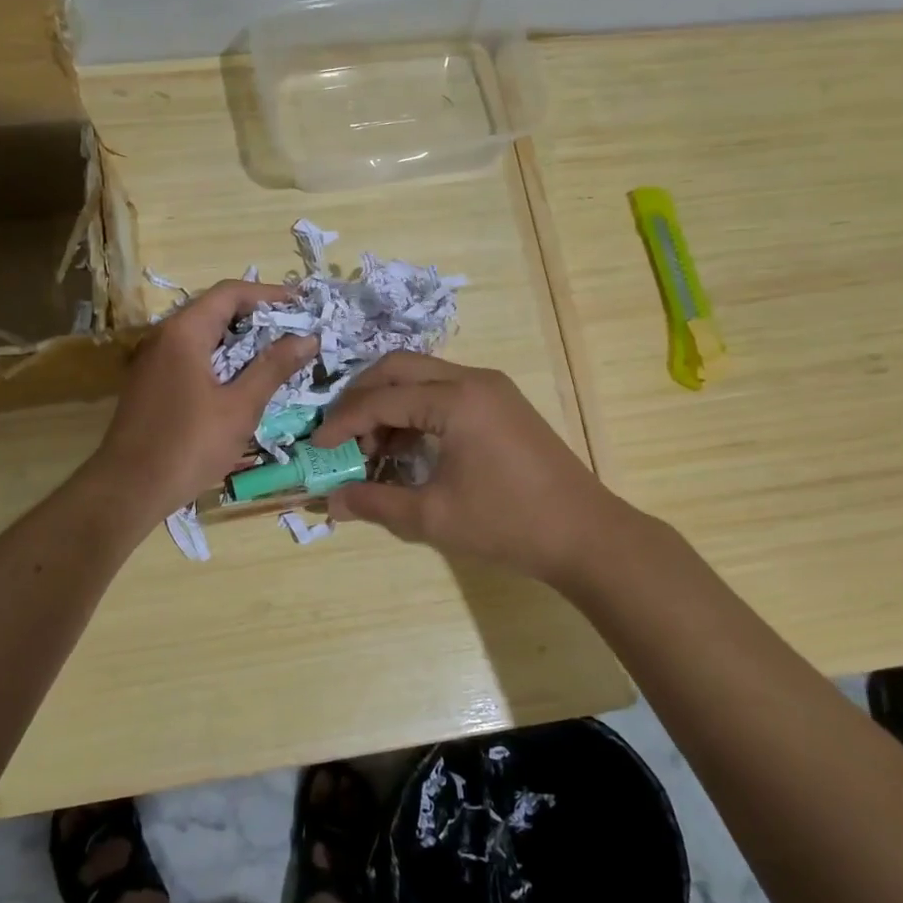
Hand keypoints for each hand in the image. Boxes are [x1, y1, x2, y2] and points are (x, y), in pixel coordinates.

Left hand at [92, 280, 317, 514]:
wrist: (128, 489)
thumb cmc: (188, 445)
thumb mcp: (240, 407)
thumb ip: (273, 368)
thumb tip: (307, 338)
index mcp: (184, 332)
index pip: (230, 292)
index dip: (269, 294)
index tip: (302, 305)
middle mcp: (164, 336)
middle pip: (215, 310)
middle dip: (258, 317)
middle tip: (295, 332)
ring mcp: (153, 360)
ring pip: (203, 335)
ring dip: (240, 341)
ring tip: (277, 355)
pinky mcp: (151, 383)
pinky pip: (191, 356)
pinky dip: (221, 359)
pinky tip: (243, 381)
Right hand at [311, 354, 623, 585]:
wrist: (586, 534)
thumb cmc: (507, 524)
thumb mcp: (433, 517)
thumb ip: (375, 503)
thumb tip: (330, 501)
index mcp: (455, 399)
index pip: (380, 399)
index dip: (342, 423)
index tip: (317, 449)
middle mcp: (472, 379)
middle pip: (398, 368)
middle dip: (361, 397)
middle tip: (340, 435)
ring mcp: (491, 388)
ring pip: (422, 376)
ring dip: (390, 403)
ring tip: (372, 448)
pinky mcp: (502, 403)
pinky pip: (445, 391)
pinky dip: (417, 410)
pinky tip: (406, 446)